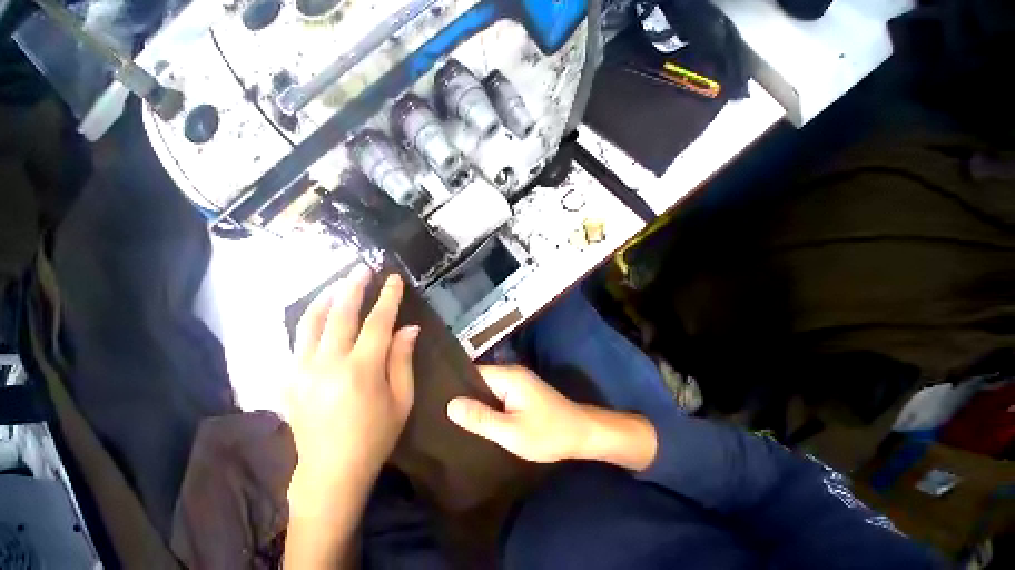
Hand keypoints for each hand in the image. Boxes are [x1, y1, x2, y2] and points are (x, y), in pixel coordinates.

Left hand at [288, 265, 418, 502]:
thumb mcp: (402, 399)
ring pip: (311, 321)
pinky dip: (311, 319)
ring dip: (327, 297)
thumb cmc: (375, 436)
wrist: (329, 473)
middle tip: (363, 268)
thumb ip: (403, 359)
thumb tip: (409, 327)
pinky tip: (321, 312)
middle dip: (354, 287)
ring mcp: (301, 370)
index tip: (394, 279)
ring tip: (339, 283)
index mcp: (361, 370)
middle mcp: (327, 364)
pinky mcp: (287, 378)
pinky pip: (298, 339)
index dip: (388, 297)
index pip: (377, 322)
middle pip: (340, 313)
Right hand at [446, 366, 658, 470]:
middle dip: (463, 395)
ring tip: (449, 416)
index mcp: (508, 376)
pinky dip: (487, 404)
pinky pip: (497, 394)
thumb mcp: (512, 432)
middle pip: (479, 379)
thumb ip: (482, 418)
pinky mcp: (521, 392)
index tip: (433, 398)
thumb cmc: (548, 433)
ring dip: (475, 401)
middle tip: (437, 411)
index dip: (454, 385)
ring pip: (488, 388)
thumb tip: (451, 404)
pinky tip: (475, 418)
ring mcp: (517, 382)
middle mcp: (511, 373)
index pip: (473, 373)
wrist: (581, 434)